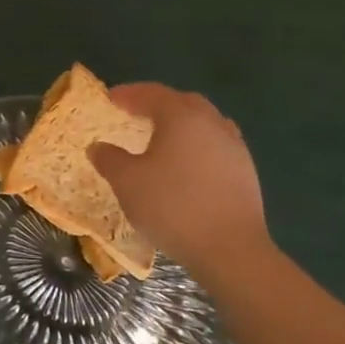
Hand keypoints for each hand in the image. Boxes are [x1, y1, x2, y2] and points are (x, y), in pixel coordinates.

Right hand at [87, 84, 270, 272]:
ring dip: (181, 124)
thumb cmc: (171, 206)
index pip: (152, 94)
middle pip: (184, 102)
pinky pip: (216, 145)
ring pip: (205, 123)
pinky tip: (185, 164)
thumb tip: (98, 147)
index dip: (128, 94)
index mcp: (182, 117)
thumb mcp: (126, 181)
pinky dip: (196, 145)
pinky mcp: (245, 173)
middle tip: (135, 113)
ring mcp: (234, 148)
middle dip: (158, 103)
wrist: (230, 250)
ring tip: (161, 138)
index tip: (110, 98)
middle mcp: (212, 124)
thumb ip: (109, 158)